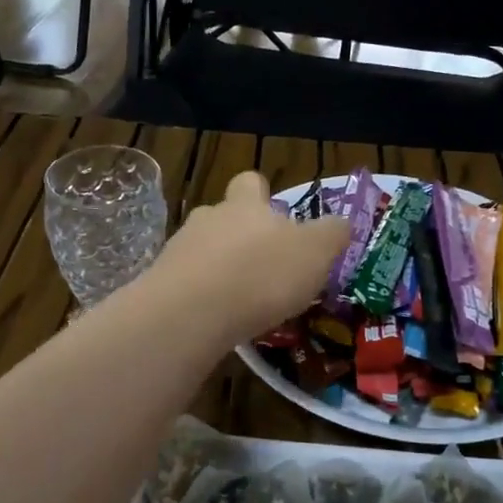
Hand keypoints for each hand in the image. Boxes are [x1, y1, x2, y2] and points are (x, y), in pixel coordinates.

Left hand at [148, 171, 349, 341]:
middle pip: (226, 217)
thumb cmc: (261, 274)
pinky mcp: (161, 284)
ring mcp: (179, 250)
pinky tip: (218, 320)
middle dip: (243, 237)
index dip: (264, 196)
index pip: (252, 182)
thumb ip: (332, 234)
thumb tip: (341, 223)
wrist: (189, 313)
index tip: (279, 219)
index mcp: (246, 205)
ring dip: (221, 268)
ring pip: (204, 250)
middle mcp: (210, 218)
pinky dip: (203, 296)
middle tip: (266, 267)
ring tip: (242, 300)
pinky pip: (187, 283)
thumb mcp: (316, 252)